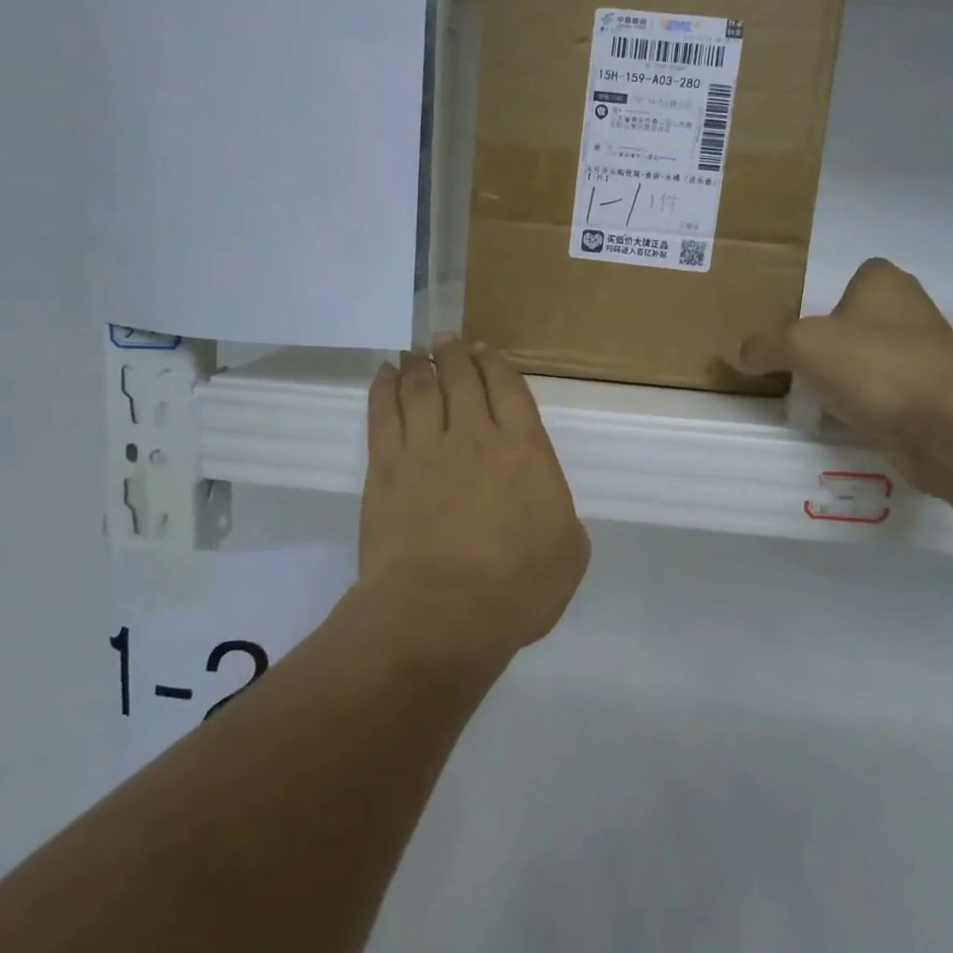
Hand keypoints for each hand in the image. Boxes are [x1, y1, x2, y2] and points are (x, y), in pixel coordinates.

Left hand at [358, 336, 590, 668]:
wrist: (440, 613)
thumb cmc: (514, 590)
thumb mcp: (569, 554)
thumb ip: (562, 515)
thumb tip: (546, 501)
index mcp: (525, 450)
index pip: (508, 388)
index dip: (495, 363)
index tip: (484, 350)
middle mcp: (475, 436)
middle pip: (461, 378)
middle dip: (454, 353)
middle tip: (446, 339)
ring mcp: (425, 448)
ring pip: (420, 388)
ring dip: (419, 364)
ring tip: (416, 352)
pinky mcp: (385, 466)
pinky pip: (382, 413)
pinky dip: (383, 387)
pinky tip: (384, 374)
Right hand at [734, 259, 952, 492]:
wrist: (944, 425)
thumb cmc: (873, 365)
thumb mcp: (801, 346)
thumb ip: (766, 346)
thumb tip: (736, 352)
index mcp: (885, 284)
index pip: (858, 275)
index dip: (830, 294)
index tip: (802, 321)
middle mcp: (910, 313)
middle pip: (859, 322)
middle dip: (831, 341)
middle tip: (795, 360)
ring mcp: (924, 357)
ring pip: (870, 360)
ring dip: (845, 377)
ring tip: (810, 394)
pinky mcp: (928, 398)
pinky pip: (881, 395)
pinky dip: (861, 406)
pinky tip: (837, 420)